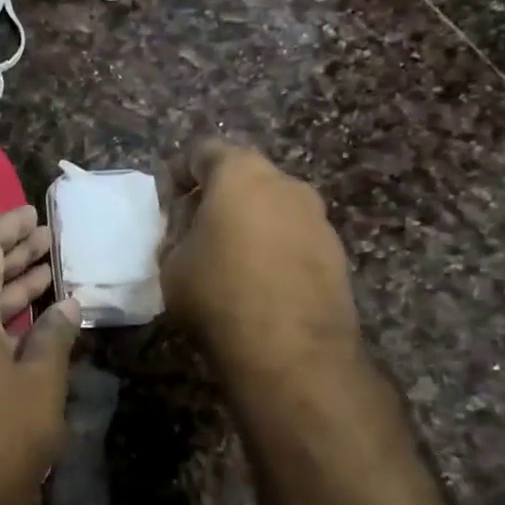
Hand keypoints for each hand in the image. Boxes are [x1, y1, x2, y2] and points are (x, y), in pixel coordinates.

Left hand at [0, 206, 82, 504]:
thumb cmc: (2, 438)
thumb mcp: (40, 383)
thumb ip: (54, 336)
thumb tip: (69, 305)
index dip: (7, 228)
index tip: (35, 214)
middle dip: (14, 253)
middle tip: (51, 238)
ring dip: (12, 285)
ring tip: (51, 268)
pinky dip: (5, 316)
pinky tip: (37, 317)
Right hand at [159, 139, 363, 388]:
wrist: (293, 353)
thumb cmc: (219, 294)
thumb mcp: (172, 264)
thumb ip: (177, 235)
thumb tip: (189, 231)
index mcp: (242, 173)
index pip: (204, 151)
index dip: (180, 173)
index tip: (167, 201)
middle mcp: (287, 184)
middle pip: (244, 177)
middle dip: (216, 197)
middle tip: (193, 230)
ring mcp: (318, 218)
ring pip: (273, 208)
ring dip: (249, 223)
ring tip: (227, 259)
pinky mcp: (336, 253)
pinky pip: (294, 238)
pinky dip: (274, 248)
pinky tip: (258, 282)